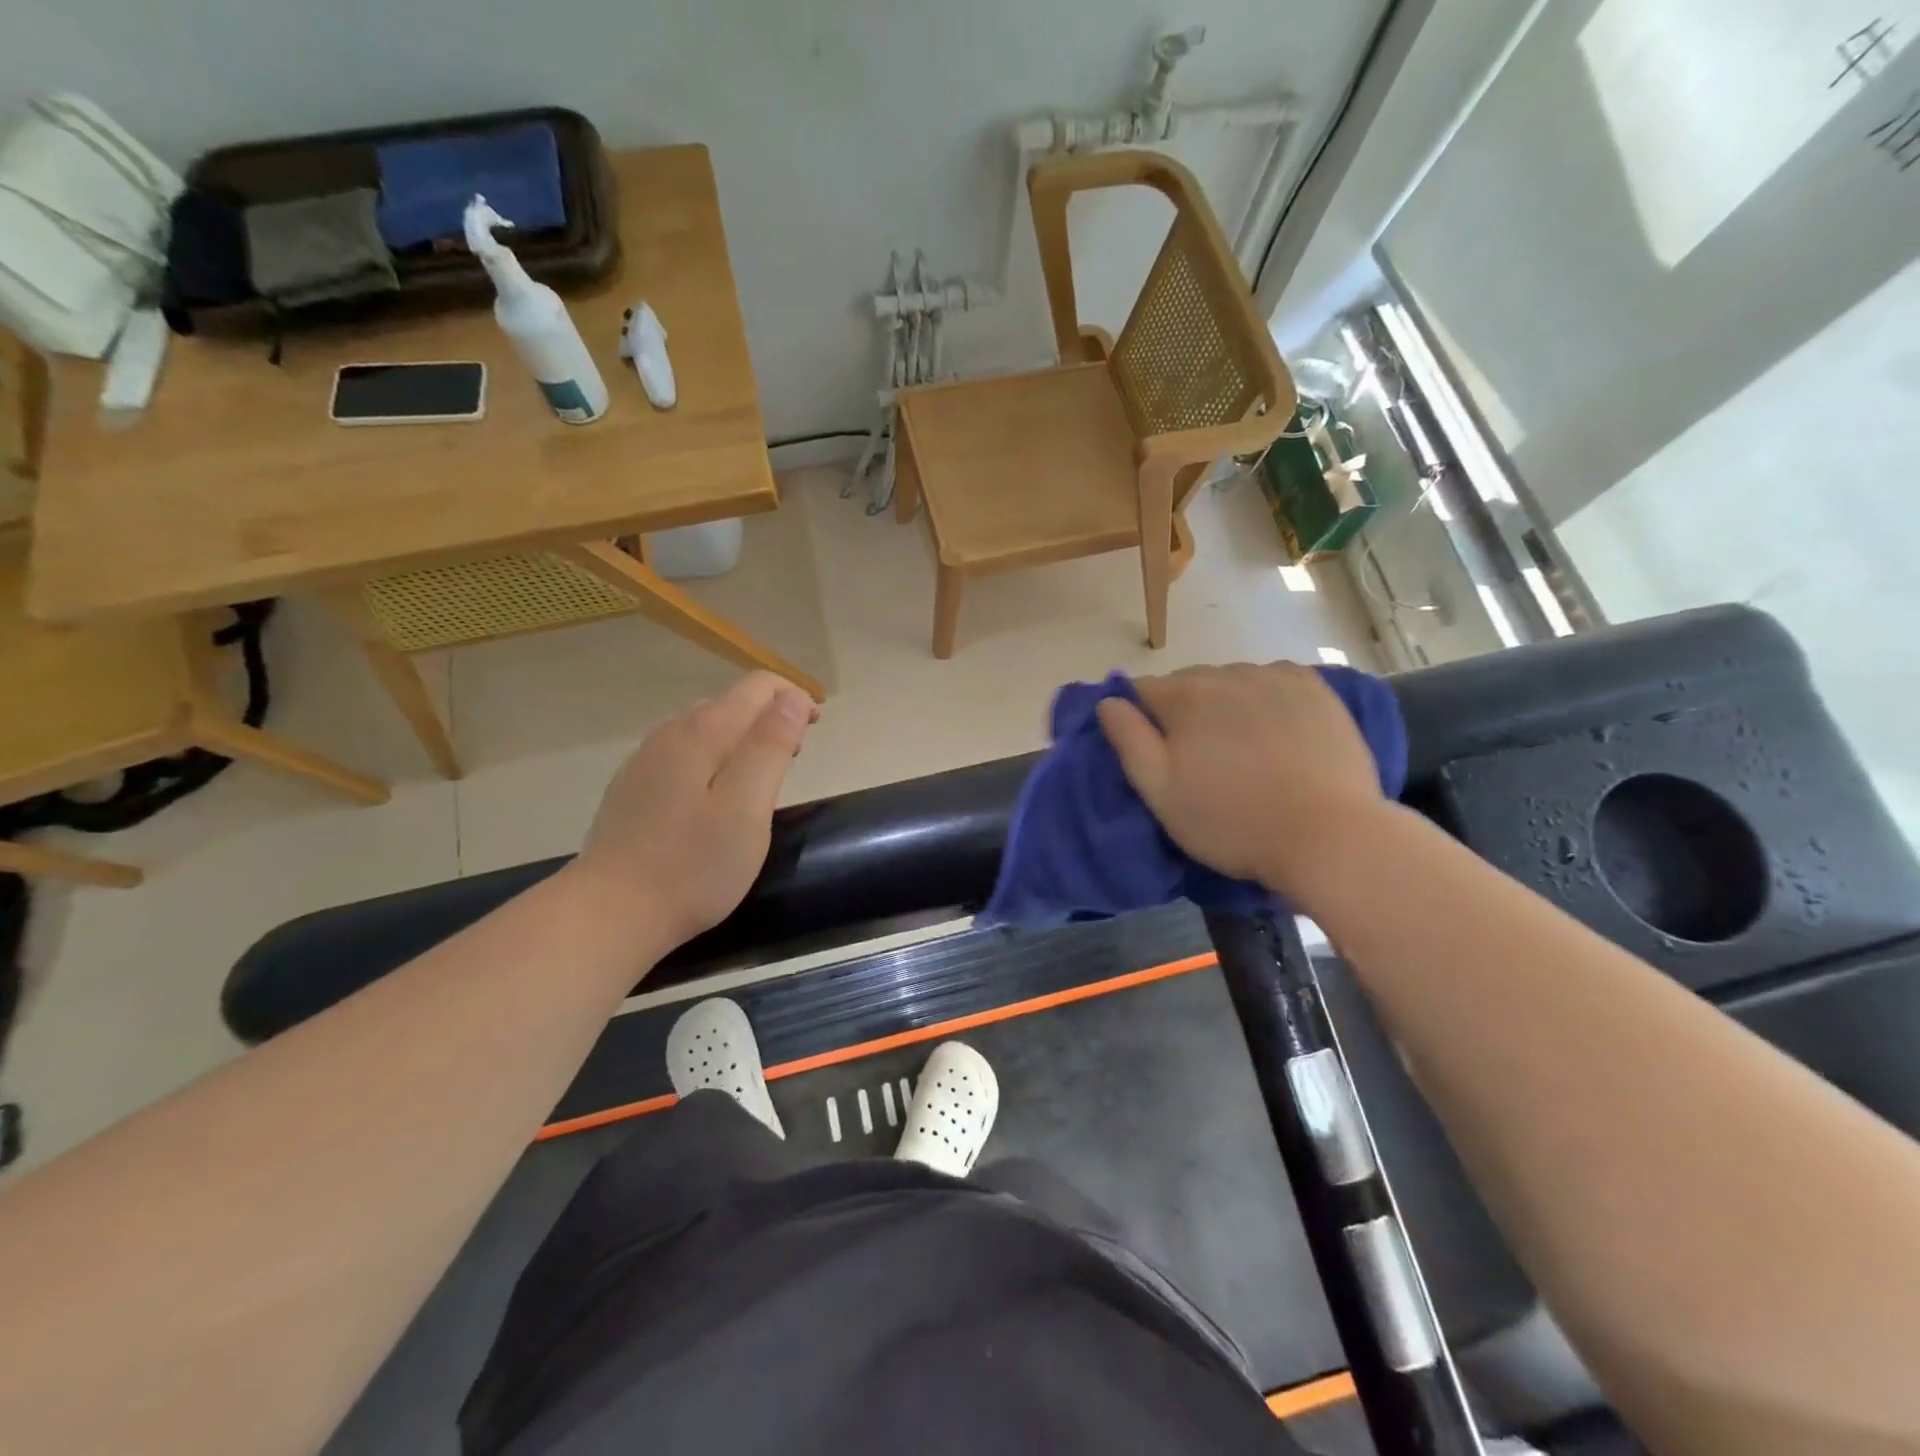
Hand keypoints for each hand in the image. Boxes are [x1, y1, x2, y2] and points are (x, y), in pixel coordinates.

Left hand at [572, 672, 816, 949]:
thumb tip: (790, 697)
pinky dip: (713, 758)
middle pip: (730, 702)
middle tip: (794, 759)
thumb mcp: (748, 806)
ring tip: (761, 778)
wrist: (611, 913)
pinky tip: (714, 797)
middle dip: (770, 717)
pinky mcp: (633, 787)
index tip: (814, 732)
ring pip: (705, 727)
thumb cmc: (694, 865)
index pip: (758, 686)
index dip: (794, 698)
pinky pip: (683, 753)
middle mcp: (670, 733)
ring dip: (742, 738)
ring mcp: (645, 760)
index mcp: (703, 732)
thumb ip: (770, 746)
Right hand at [1096, 662, 1383, 895]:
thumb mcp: (1161, 792)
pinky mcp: (1316, 689)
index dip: (1141, 720)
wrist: (1329, 836)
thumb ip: (1128, 740)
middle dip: (1185, 712)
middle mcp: (1228, 673)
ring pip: (1232, 682)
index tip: (1156, 753)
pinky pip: (1274, 683)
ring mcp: (1277, 677)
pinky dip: (1266, 700)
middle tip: (1200, 759)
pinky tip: (1277, 733)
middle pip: (1189, 684)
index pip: (1141, 691)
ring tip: (1244, 750)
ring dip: (1226, 705)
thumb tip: (1108, 701)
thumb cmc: (1232, 821)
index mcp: (1185, 696)